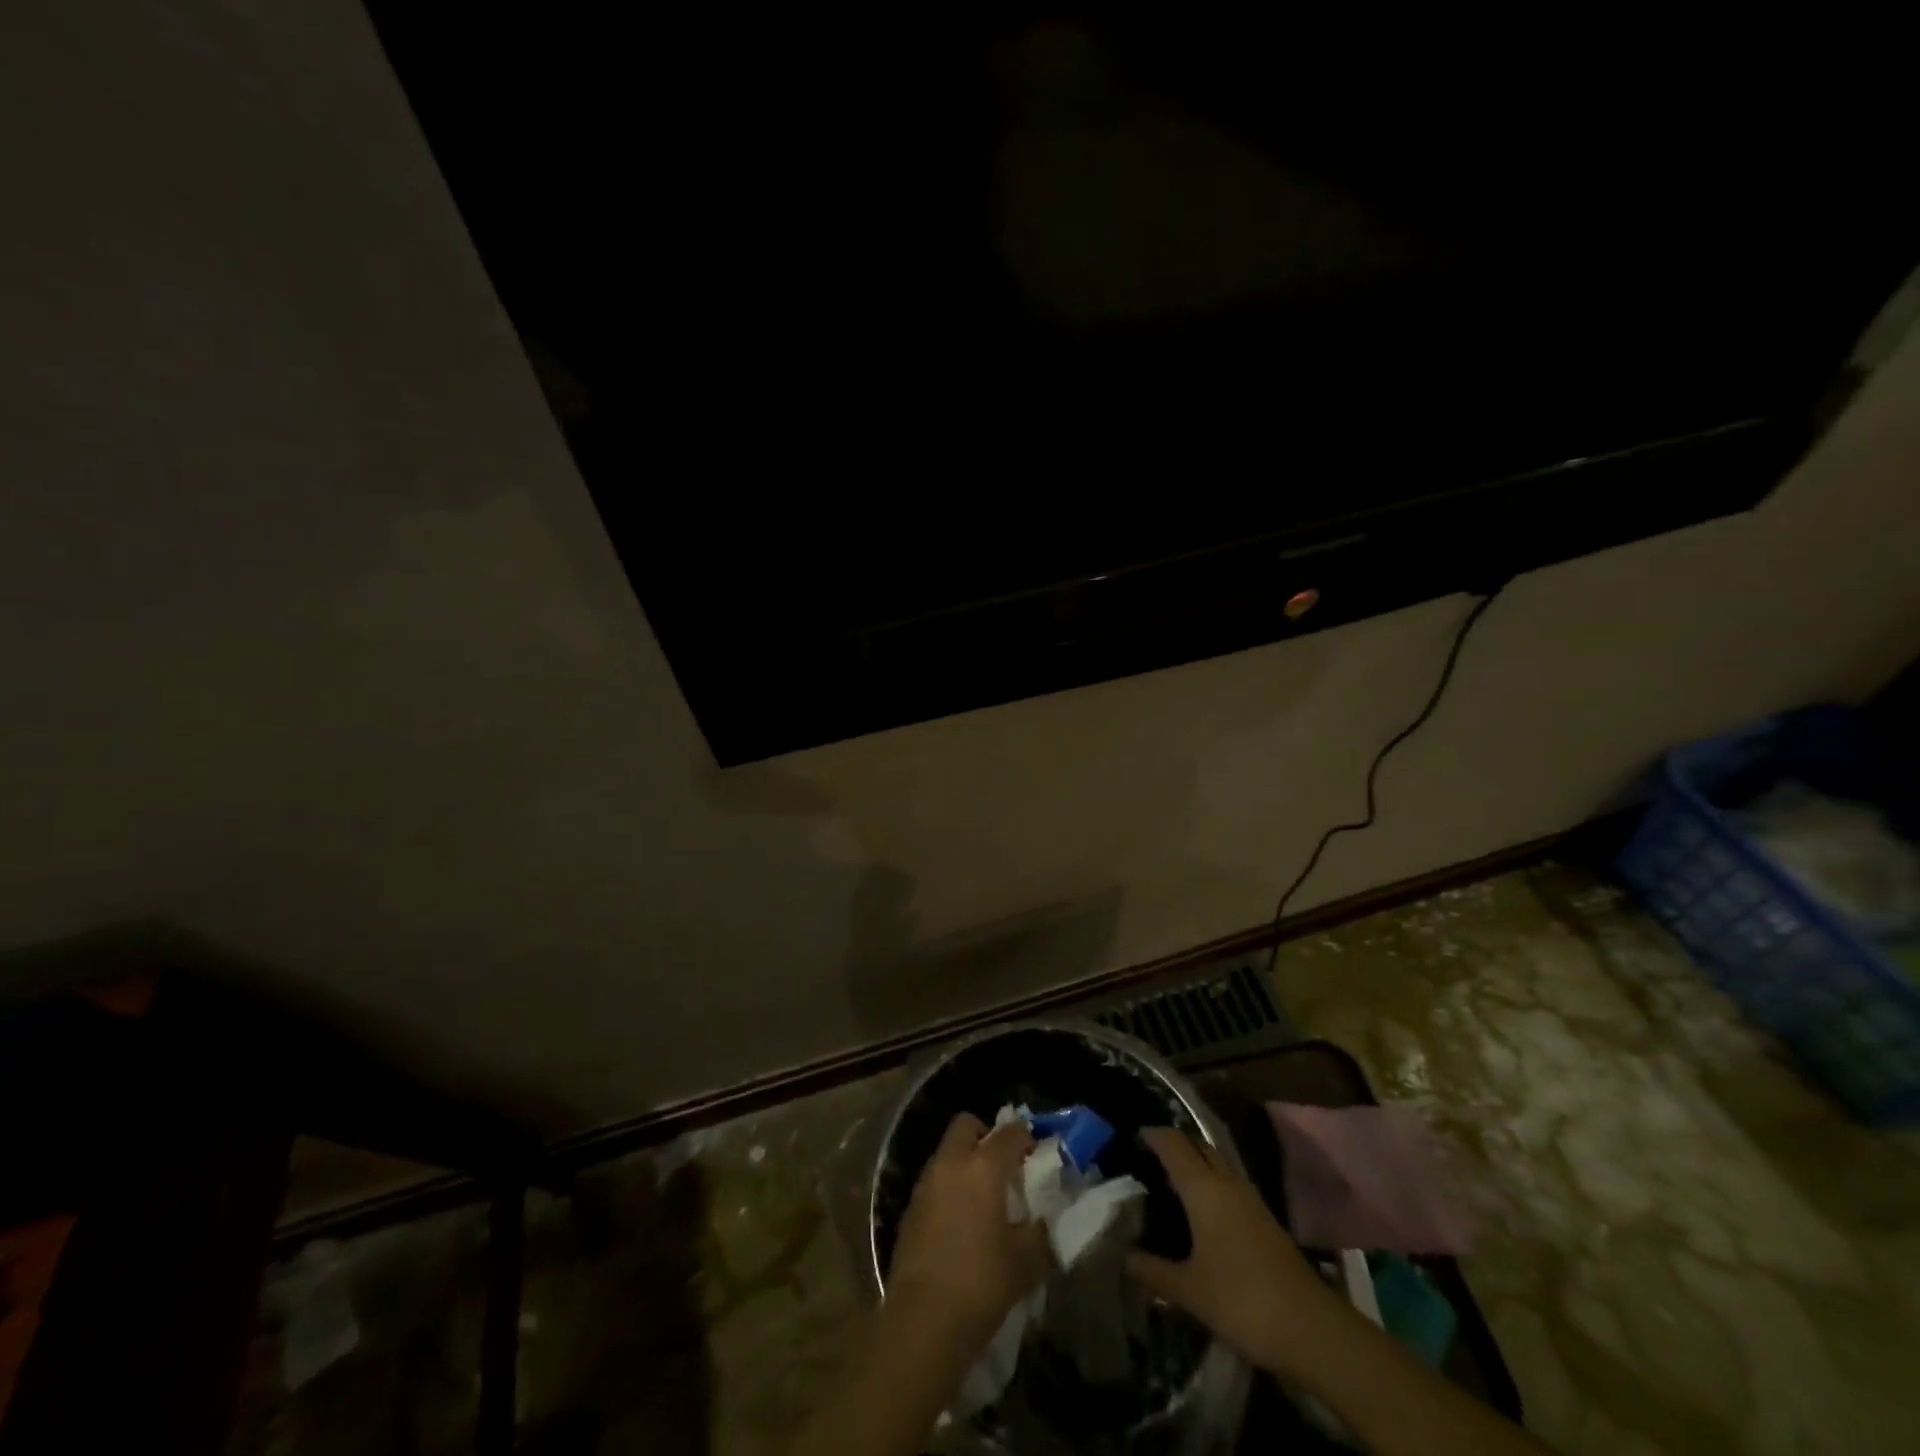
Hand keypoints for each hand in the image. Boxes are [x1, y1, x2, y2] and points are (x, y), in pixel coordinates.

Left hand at [887, 1113, 1048, 1348]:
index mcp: (983, 1166)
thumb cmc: (981, 1283)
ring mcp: (926, 1183)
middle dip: (986, 1137)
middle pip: (967, 1126)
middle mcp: (951, 1163)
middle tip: (1003, 1168)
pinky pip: (934, 1181)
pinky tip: (960, 1223)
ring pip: (947, 1153)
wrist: (923, 1320)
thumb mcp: (1026, 1261)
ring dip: (965, 1163)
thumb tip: (1042, 1221)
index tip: (1036, 1157)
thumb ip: (1039, 1232)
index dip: (1026, 1139)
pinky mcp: (910, 1208)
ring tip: (983, 1200)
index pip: (1010, 1133)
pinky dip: (949, 1188)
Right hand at [1127, 1126, 1333, 1376]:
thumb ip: (1152, 1270)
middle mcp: (1227, 1183)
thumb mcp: (1188, 1290)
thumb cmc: (1242, 1301)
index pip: (1173, 1144)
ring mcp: (1250, 1199)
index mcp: (1204, 1189)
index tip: (1132, 1138)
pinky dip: (1210, 1183)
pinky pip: (1229, 1184)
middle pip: (1197, 1146)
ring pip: (1216, 1164)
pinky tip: (1202, 1210)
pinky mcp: (1265, 1219)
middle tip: (1148, 1159)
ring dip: (1194, 1163)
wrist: (1312, 1329)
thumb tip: (1123, 1255)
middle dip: (1173, 1145)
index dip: (1152, 1136)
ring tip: (1170, 1182)